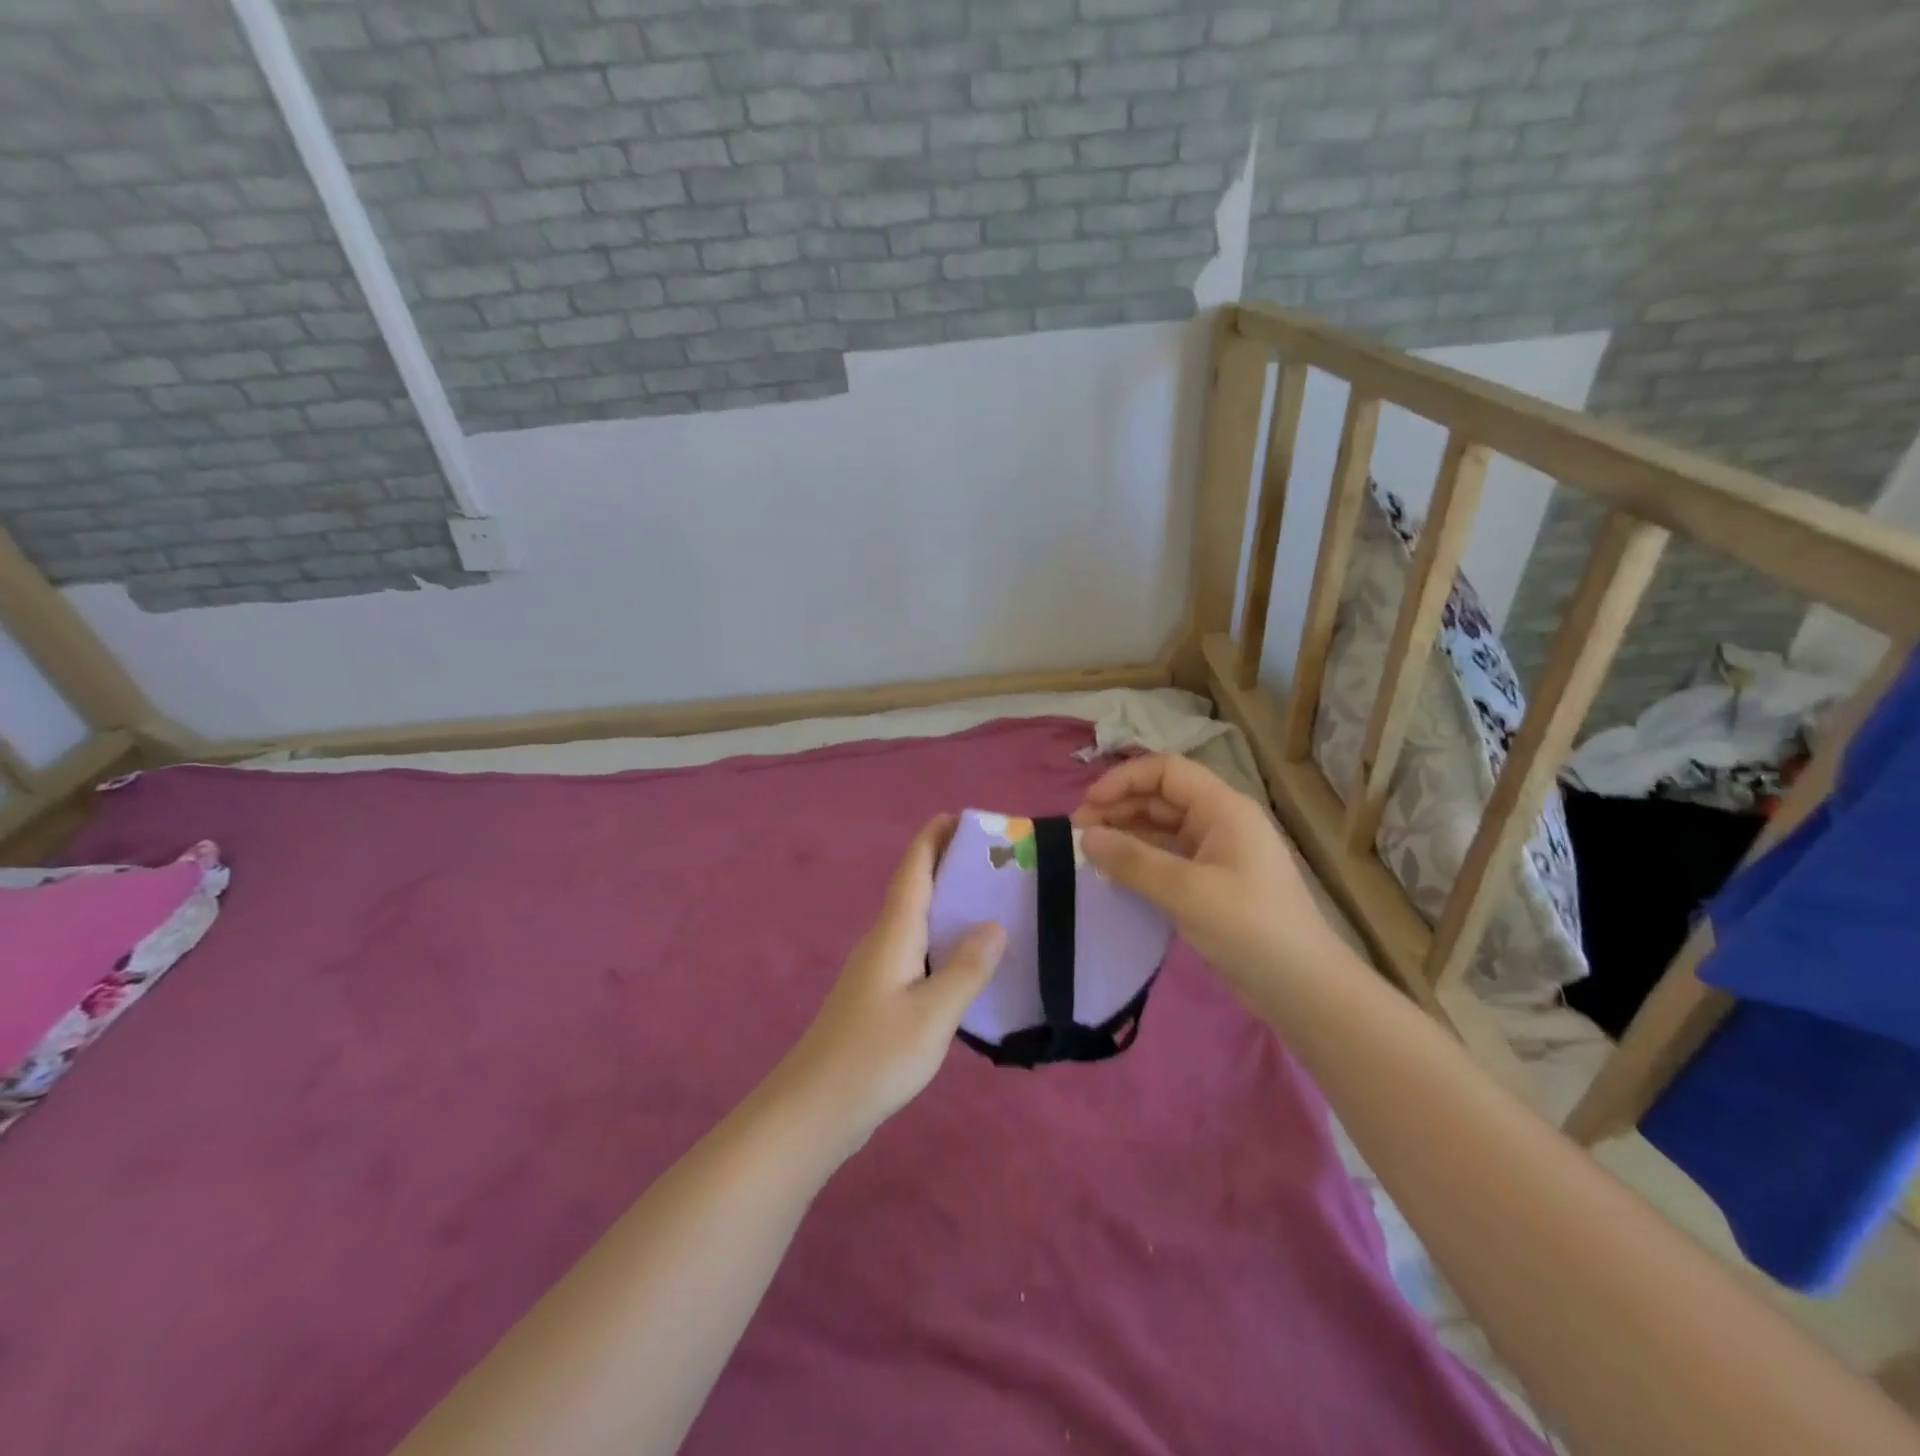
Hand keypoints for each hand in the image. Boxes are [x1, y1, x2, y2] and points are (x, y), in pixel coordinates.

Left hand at [775, 815, 1005, 1155]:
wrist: (815, 1109)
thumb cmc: (874, 1056)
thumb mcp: (932, 1015)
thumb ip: (966, 969)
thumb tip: (995, 923)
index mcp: (893, 932)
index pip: (913, 869)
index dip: (933, 838)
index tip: (961, 816)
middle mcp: (883, 940)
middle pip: (914, 887)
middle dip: (947, 864)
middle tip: (993, 859)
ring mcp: (878, 968)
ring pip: (915, 919)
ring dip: (946, 901)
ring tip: (989, 899)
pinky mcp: (879, 995)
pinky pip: (916, 948)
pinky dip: (942, 936)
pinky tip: (964, 957)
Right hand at [1072, 755, 1344, 997]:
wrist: (1303, 989)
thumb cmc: (1250, 928)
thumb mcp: (1186, 892)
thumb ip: (1133, 861)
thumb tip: (1086, 837)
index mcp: (1223, 809)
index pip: (1166, 771)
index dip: (1124, 780)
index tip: (1087, 806)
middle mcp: (1220, 823)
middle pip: (1161, 798)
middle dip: (1118, 809)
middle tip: (1079, 836)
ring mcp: (1217, 854)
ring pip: (1162, 829)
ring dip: (1126, 835)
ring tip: (1089, 855)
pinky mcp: (1212, 884)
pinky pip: (1168, 859)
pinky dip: (1140, 862)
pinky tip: (1115, 877)